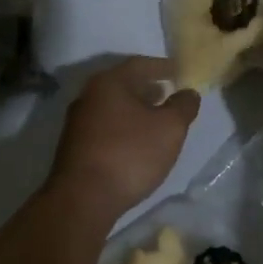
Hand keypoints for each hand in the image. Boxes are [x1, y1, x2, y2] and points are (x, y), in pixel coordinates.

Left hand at [49, 56, 200, 214]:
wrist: (83, 199)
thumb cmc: (130, 154)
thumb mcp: (169, 128)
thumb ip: (183, 106)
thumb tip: (188, 93)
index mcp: (109, 83)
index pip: (140, 64)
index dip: (163, 67)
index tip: (180, 71)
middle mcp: (88, 95)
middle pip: (123, 84)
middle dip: (147, 87)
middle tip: (169, 93)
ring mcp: (77, 121)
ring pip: (113, 106)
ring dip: (135, 108)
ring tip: (157, 118)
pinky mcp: (74, 146)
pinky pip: (105, 125)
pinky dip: (123, 126)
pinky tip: (136, 142)